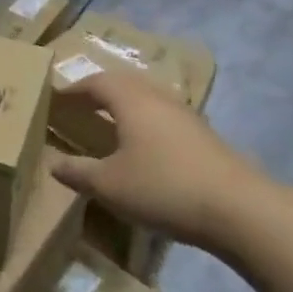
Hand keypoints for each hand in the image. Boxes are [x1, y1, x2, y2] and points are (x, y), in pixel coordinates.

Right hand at [48, 69, 261, 248]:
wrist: (240, 209)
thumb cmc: (164, 188)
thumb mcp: (110, 185)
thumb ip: (78, 172)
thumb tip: (53, 163)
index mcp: (130, 100)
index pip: (95, 82)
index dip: (73, 89)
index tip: (56, 98)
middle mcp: (157, 98)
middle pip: (123, 83)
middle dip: (99, 91)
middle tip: (80, 105)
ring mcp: (185, 115)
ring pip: (147, 98)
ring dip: (125, 105)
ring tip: (109, 122)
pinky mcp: (204, 136)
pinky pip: (164, 116)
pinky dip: (145, 122)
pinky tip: (145, 145)